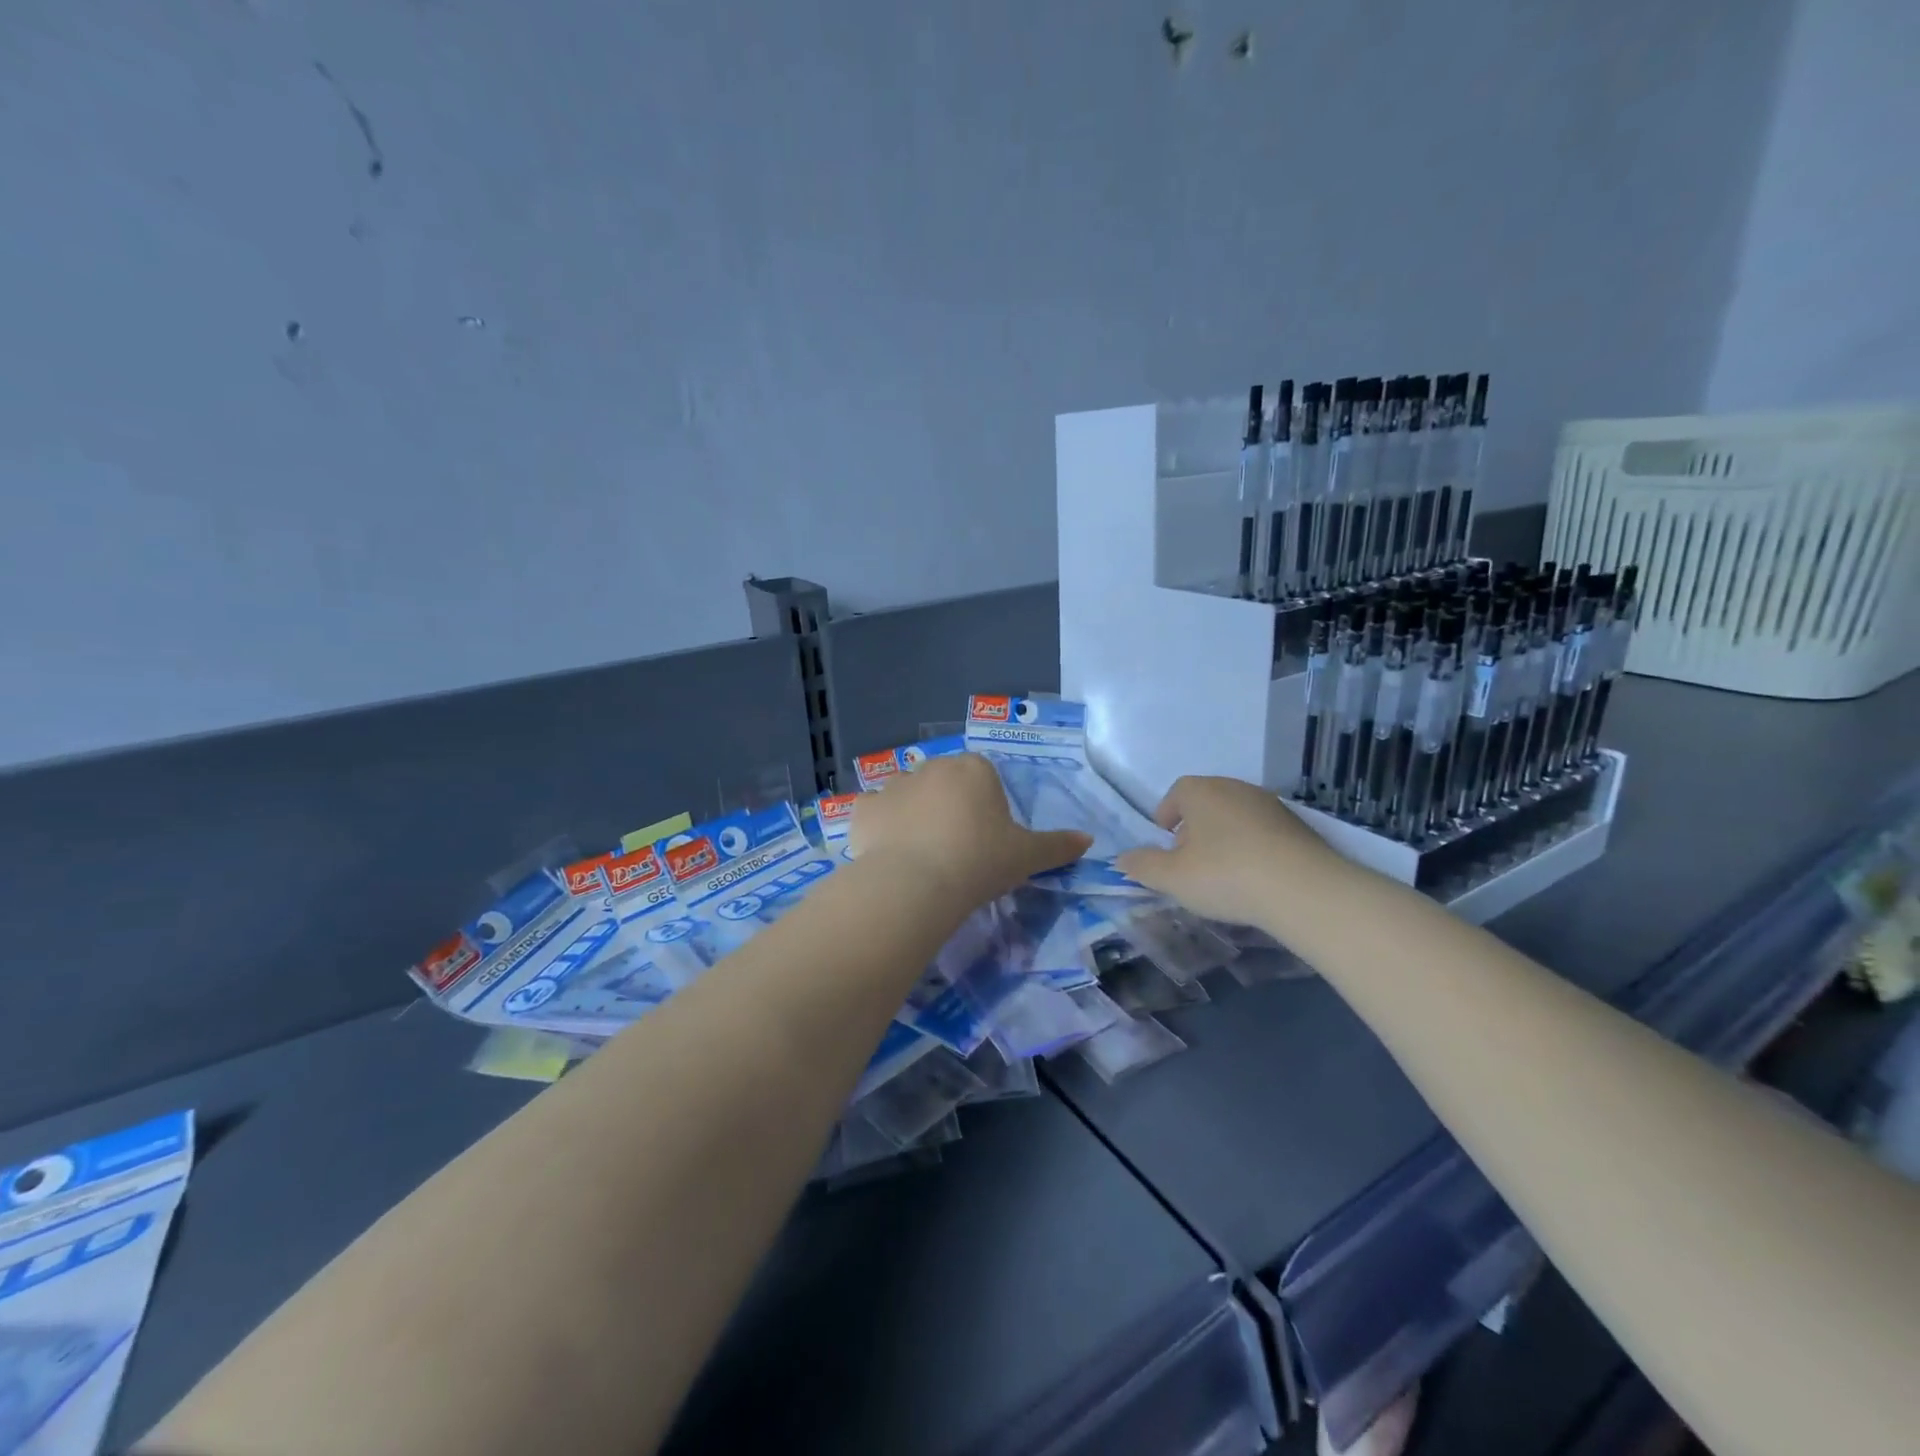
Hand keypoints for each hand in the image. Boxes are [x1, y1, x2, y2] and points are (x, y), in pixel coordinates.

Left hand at [851, 754, 1091, 908]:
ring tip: (922, 858)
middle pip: (945, 784)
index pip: (984, 778)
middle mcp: (931, 766)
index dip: (987, 809)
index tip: (987, 842)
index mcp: (973, 768)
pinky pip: (874, 813)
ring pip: (908, 796)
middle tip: (957, 852)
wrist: (916, 882)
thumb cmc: (979, 861)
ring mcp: (892, 784)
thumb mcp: (1027, 856)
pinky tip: (888, 853)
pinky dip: (879, 827)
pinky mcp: (863, 808)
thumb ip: (1057, 846)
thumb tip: (1088, 840)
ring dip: (914, 816)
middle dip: (950, 809)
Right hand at [1115, 775, 1348, 928]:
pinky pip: (1262, 832)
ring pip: (1235, 816)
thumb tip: (1123, 858)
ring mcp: (1270, 805)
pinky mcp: (1298, 826)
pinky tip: (1254, 877)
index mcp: (1201, 791)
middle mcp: (1235, 788)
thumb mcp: (1172, 878)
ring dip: (1224, 838)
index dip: (1166, 816)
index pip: (1176, 793)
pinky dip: (1252, 847)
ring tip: (1222, 873)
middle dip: (1194, 828)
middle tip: (1189, 861)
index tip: (1165, 843)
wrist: (1304, 890)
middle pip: (1206, 803)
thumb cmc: (1226, 875)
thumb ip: (1142, 866)